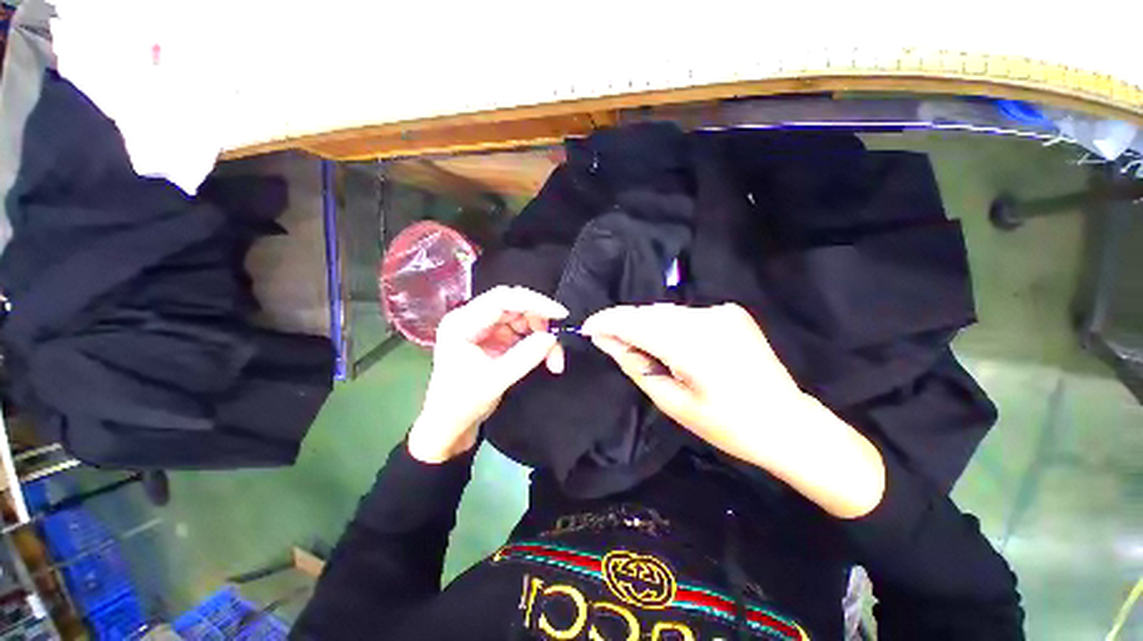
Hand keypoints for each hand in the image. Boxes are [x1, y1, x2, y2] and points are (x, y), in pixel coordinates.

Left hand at [407, 287, 567, 463]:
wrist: (449, 426)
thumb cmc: (462, 404)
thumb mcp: (495, 381)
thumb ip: (525, 357)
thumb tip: (552, 337)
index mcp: (462, 323)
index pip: (502, 299)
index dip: (534, 302)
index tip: (560, 314)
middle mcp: (472, 319)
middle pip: (515, 306)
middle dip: (540, 323)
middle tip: (557, 343)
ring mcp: (484, 328)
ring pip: (523, 319)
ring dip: (542, 335)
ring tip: (554, 360)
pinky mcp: (494, 339)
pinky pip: (522, 332)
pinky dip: (537, 343)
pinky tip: (546, 359)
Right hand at [581, 304, 807, 463]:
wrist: (787, 422)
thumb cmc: (728, 425)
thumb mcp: (672, 402)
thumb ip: (635, 365)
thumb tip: (606, 341)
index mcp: (692, 345)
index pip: (635, 322)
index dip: (606, 322)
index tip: (587, 329)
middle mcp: (706, 318)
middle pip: (648, 312)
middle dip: (623, 323)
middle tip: (608, 340)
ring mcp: (721, 311)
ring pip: (665, 311)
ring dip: (645, 324)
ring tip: (636, 345)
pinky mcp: (730, 312)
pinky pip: (685, 313)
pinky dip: (667, 324)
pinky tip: (667, 342)